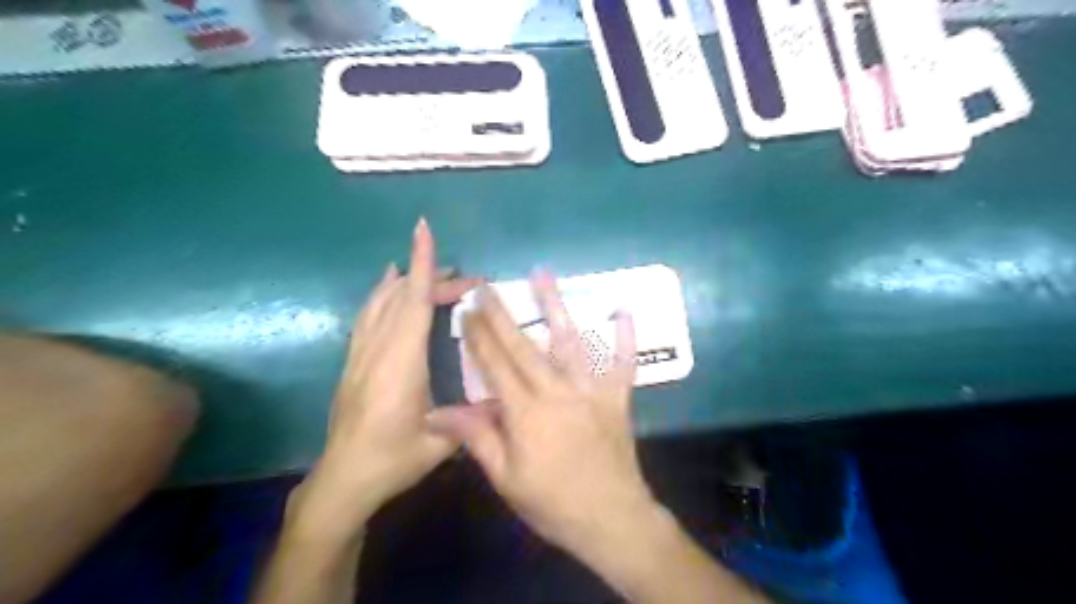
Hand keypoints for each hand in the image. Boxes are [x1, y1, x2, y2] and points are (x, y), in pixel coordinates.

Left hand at [293, 220, 477, 539]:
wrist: (342, 479)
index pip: (412, 302)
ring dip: (405, 281)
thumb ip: (472, 416)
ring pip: (380, 302)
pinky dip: (382, 295)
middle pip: (402, 297)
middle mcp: (377, 349)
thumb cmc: (392, 460)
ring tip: (429, 270)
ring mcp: (361, 353)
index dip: (422, 265)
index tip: (424, 231)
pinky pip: (368, 315)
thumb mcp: (441, 444)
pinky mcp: (353, 361)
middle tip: (466, 282)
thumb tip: (503, 398)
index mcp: (401, 363)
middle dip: (432, 278)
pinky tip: (388, 288)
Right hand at [430, 271, 654, 558]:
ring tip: (542, 274)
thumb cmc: (552, 503)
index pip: (495, 365)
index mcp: (526, 412)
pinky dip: (624, 337)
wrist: (611, 519)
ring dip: (555, 305)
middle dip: (502, 313)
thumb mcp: (506, 477)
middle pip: (524, 346)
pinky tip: (623, 310)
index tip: (465, 310)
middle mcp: (557, 391)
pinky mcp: (618, 397)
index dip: (478, 336)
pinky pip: (623, 362)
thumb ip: (475, 438)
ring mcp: (591, 390)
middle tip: (487, 285)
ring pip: (570, 341)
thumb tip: (436, 413)